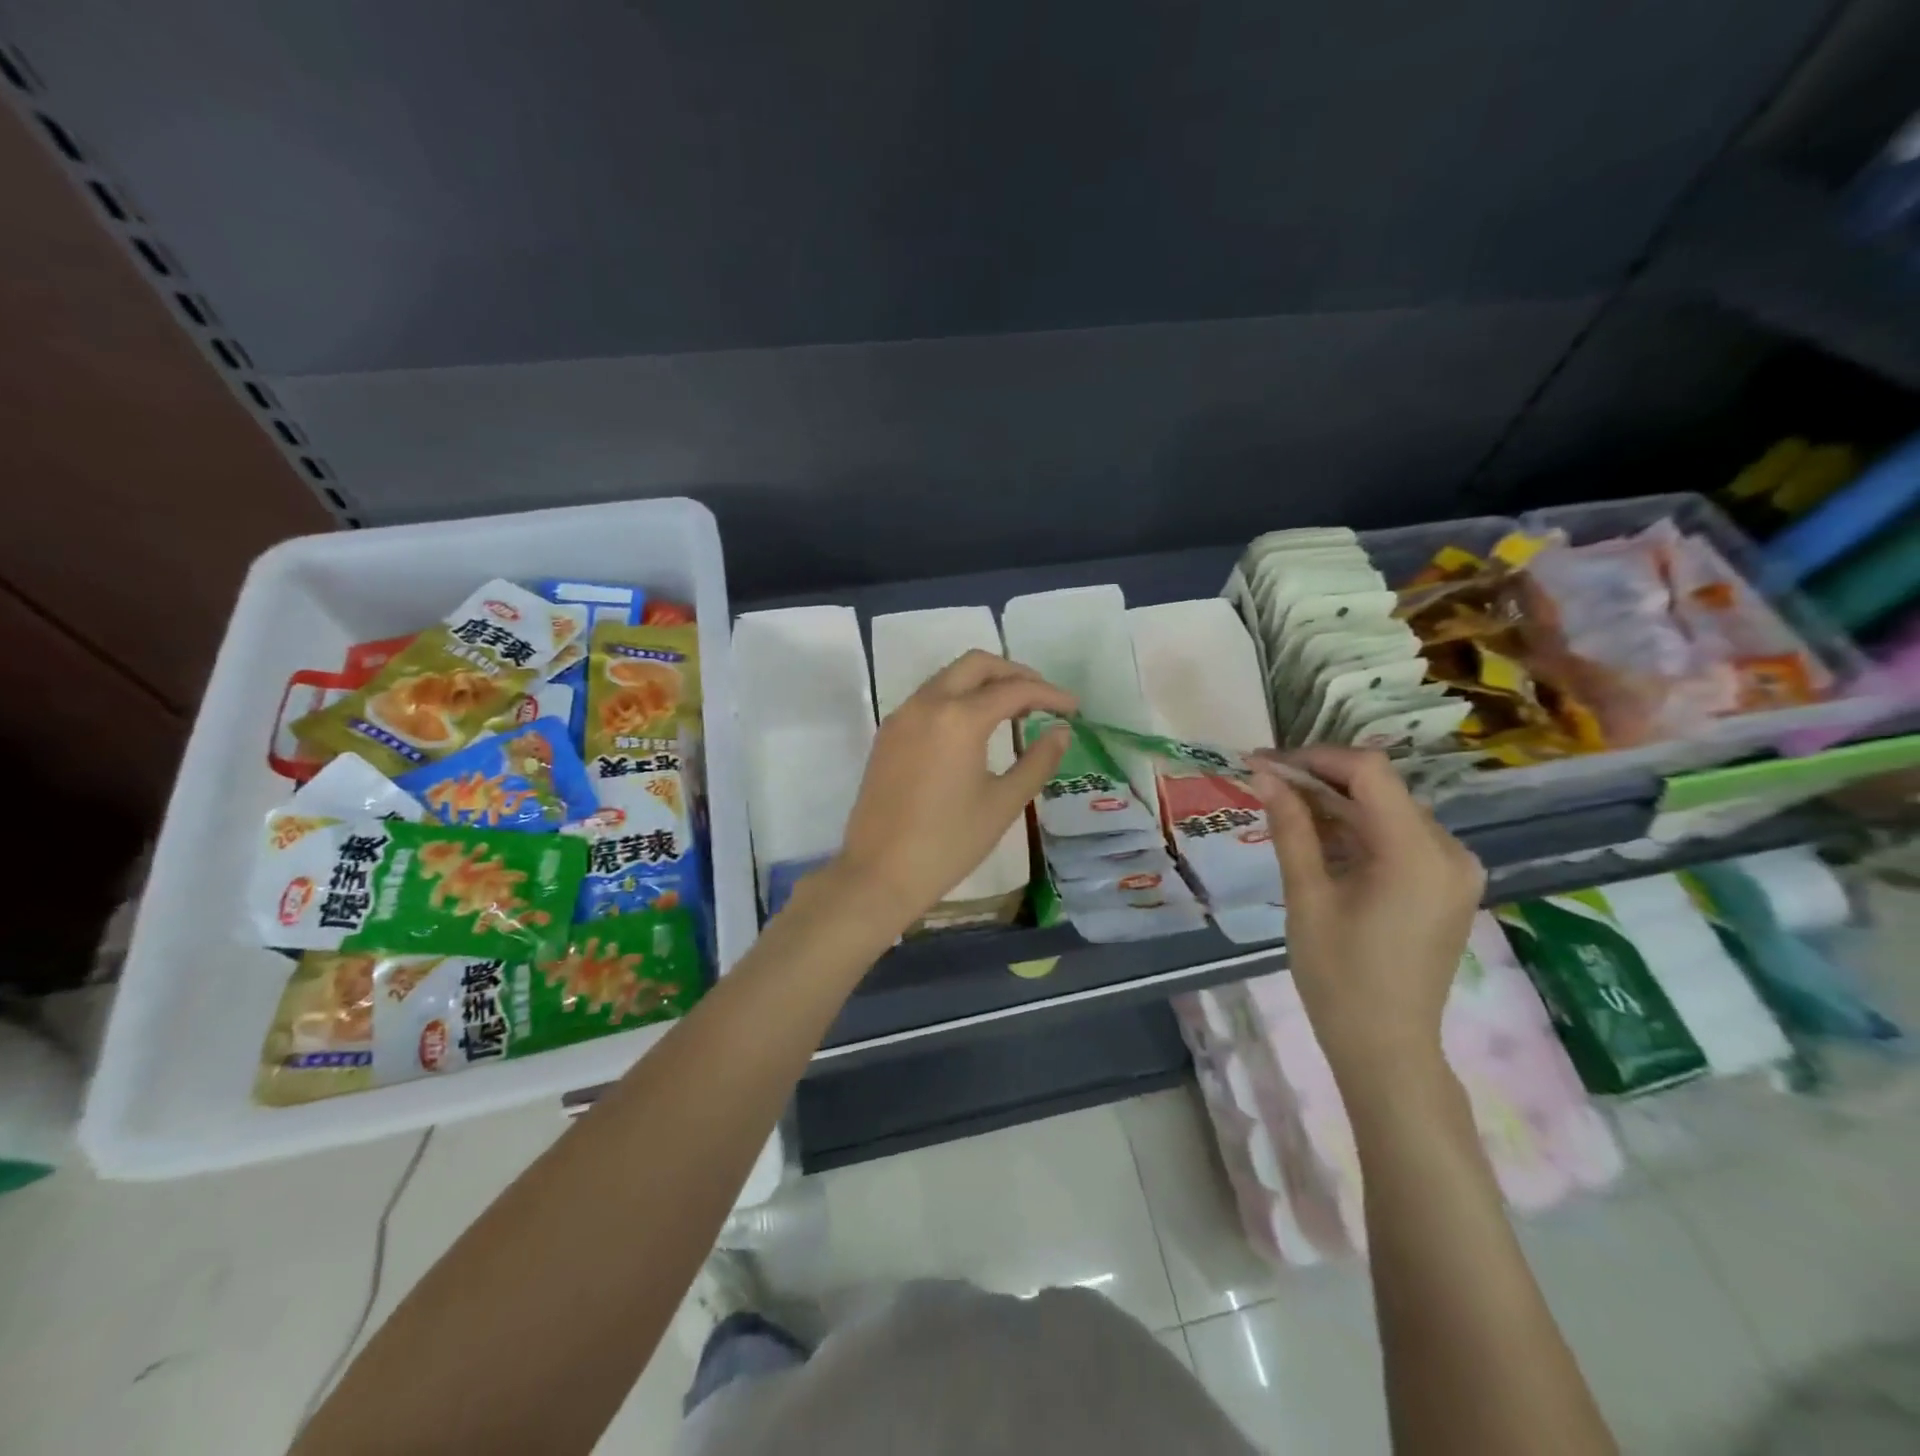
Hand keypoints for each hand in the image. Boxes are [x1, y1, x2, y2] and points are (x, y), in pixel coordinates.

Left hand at [827, 650, 1075, 938]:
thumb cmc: (948, 843)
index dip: (1050, 694)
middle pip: (976, 665)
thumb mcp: (1003, 804)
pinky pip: (928, 698)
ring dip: (984, 683)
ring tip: (1014, 710)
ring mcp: (902, 716)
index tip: (1074, 709)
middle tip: (1043, 698)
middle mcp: (927, 704)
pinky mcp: (888, 734)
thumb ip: (1037, 761)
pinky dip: (957, 698)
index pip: (1014, 689)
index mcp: (959, 718)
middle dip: (1014, 674)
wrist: (879, 873)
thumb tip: (1061, 732)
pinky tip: (975, 727)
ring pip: (949, 677)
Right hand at [1249, 747, 1484, 1088]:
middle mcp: (1450, 851)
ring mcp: (1454, 869)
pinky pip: (1399, 838)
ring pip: (1388, 811)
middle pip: (1380, 789)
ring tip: (1282, 809)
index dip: (1316, 757)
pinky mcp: (1447, 885)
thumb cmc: (1339, 976)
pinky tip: (1318, 839)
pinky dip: (1357, 830)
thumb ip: (1291, 828)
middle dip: (1320, 780)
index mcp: (1418, 853)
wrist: (1386, 1047)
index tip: (1266, 763)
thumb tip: (1264, 775)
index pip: (1370, 771)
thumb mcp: (1307, 897)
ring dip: (1336, 804)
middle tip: (1265, 783)